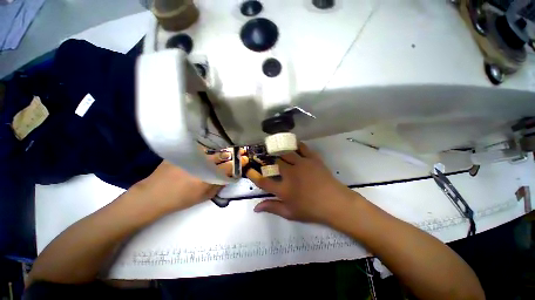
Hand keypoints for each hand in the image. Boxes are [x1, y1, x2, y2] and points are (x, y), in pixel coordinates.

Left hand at [134, 149, 247, 213]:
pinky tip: (205, 150)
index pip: (229, 166)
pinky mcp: (182, 152)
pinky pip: (197, 148)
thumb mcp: (204, 197)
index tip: (245, 159)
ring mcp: (191, 156)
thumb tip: (229, 177)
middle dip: (231, 154)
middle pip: (222, 155)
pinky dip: (204, 149)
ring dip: (219, 150)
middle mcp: (202, 163)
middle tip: (237, 152)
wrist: (154, 195)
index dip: (239, 162)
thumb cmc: (181, 199)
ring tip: (222, 151)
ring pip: (211, 149)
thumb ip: (219, 186)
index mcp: (208, 176)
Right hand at [246, 142, 362, 223]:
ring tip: (277, 150)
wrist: (335, 203)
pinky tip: (293, 144)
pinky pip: (302, 147)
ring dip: (280, 151)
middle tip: (268, 159)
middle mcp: (291, 174)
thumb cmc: (312, 210)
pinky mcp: (312, 159)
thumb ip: (272, 208)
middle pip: (275, 162)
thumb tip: (256, 208)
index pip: (264, 181)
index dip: (254, 175)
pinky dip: (296, 145)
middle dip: (270, 160)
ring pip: (286, 152)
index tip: (248, 169)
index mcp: (284, 189)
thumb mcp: (290, 213)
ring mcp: (302, 164)